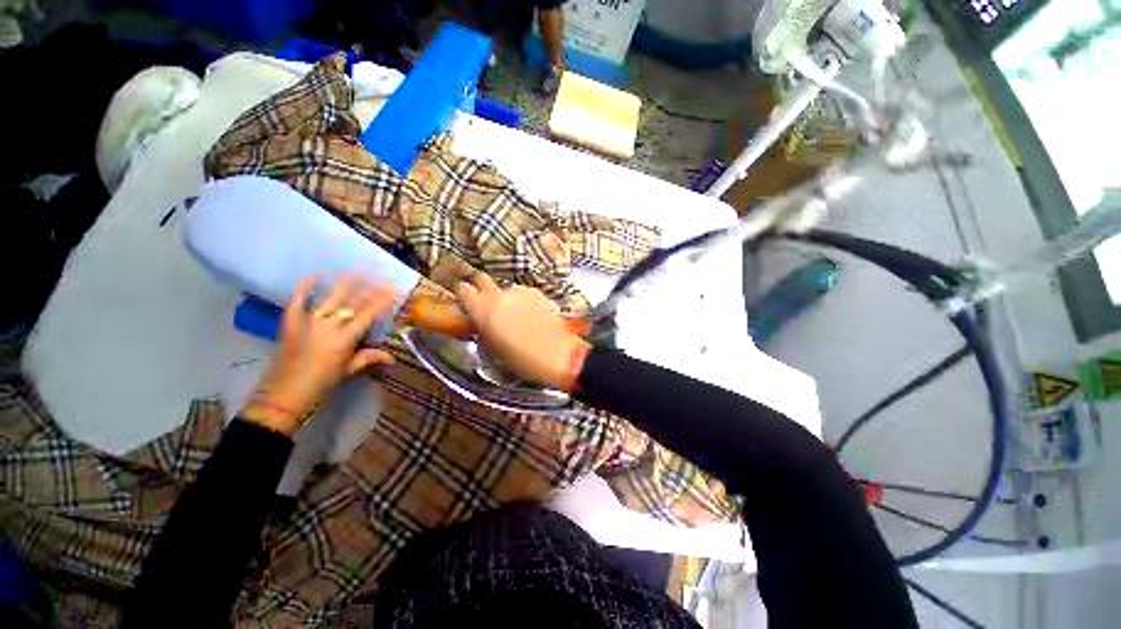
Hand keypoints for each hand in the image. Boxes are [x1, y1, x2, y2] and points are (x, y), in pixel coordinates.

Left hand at [242, 275, 395, 434]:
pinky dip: (305, 287)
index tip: (392, 289)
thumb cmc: (322, 381)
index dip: (382, 300)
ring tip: (355, 270)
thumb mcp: (349, 369)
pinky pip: (298, 300)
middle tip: (378, 274)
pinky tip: (312, 275)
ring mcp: (309, 320)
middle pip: (352, 300)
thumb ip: (370, 358)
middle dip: (367, 286)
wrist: (285, 391)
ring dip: (344, 282)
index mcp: (346, 337)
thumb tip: (393, 358)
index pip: (369, 313)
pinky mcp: (291, 320)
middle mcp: (329, 324)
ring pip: (330, 296)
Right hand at [456, 275, 589, 391]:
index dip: (463, 294)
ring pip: (505, 288)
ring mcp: (520, 292)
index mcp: (483, 310)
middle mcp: (500, 295)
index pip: (463, 290)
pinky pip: (523, 293)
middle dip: (481, 287)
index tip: (465, 300)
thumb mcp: (493, 349)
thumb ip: (484, 328)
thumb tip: (482, 321)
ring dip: (505, 297)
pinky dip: (522, 300)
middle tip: (485, 303)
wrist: (558, 354)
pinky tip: (529, 315)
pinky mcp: (537, 293)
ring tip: (513, 315)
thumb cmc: (522, 359)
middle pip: (482, 279)